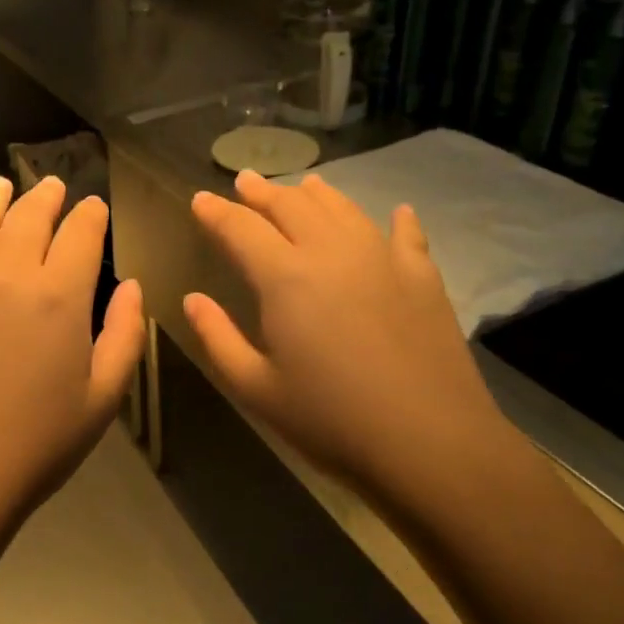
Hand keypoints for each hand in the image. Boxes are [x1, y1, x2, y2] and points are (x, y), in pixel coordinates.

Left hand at [0, 175, 145, 530]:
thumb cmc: (39, 441)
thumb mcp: (104, 396)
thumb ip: (125, 334)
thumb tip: (131, 286)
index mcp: (60, 294)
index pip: (81, 233)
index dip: (91, 214)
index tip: (95, 207)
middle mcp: (9, 273)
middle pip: (29, 215)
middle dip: (46, 195)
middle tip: (52, 186)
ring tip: (0, 186)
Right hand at [183, 171, 519, 523]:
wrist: (431, 443)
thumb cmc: (331, 420)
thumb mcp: (256, 388)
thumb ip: (218, 337)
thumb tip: (192, 299)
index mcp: (285, 278)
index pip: (240, 228)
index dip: (215, 212)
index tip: (200, 199)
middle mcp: (331, 253)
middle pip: (291, 206)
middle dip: (262, 191)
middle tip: (244, 180)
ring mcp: (382, 259)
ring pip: (342, 209)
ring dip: (316, 194)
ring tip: (304, 185)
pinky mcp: (423, 277)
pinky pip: (406, 235)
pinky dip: (397, 220)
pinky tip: (398, 212)